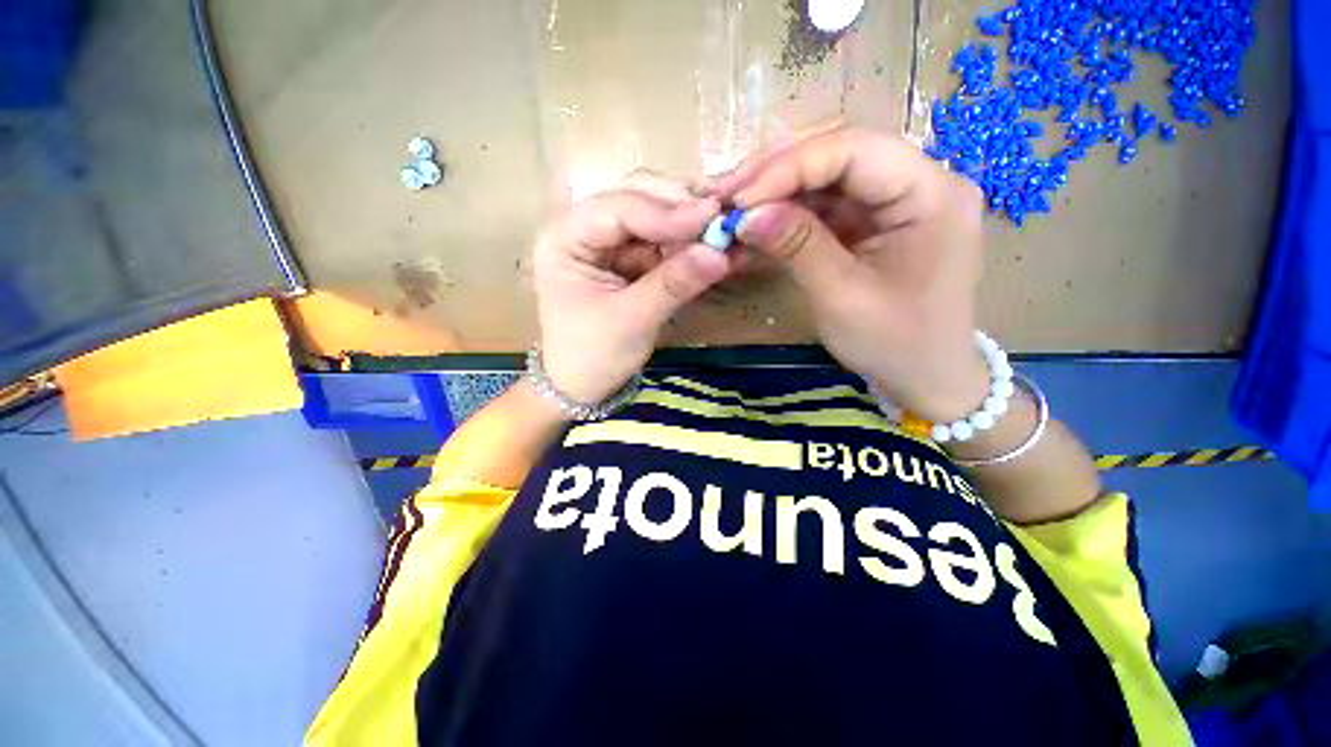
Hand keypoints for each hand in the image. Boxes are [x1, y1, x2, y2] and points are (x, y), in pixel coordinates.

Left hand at [534, 180, 731, 403]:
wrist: (584, 387)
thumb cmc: (593, 356)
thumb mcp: (631, 321)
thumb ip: (673, 285)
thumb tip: (720, 254)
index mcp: (564, 239)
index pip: (617, 209)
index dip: (666, 212)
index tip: (712, 217)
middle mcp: (586, 232)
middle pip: (639, 206)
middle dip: (682, 216)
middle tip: (724, 224)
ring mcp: (611, 246)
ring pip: (657, 224)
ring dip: (693, 233)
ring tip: (728, 239)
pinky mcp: (630, 263)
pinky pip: (664, 248)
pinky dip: (691, 251)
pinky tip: (717, 253)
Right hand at [712, 128, 989, 421]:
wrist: (925, 377)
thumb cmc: (893, 343)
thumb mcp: (840, 296)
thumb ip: (797, 246)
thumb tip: (745, 214)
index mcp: (931, 194)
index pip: (854, 151)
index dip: (790, 167)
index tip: (738, 199)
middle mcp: (921, 182)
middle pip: (840, 156)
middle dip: (778, 174)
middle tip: (726, 197)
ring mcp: (898, 202)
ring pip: (829, 179)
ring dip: (778, 193)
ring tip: (734, 210)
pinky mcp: (878, 222)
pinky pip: (830, 205)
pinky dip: (791, 214)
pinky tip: (760, 225)